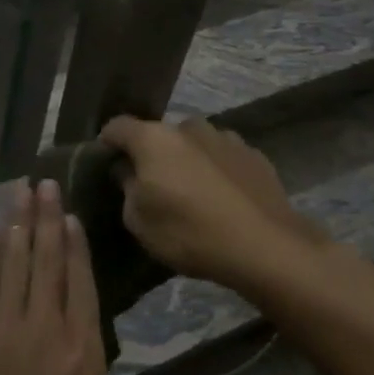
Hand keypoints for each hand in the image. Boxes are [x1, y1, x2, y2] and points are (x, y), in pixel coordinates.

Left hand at [0, 181, 112, 374]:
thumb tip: (85, 369)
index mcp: (84, 355)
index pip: (82, 284)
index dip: (77, 246)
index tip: (72, 216)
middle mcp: (46, 329)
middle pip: (47, 261)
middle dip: (48, 218)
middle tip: (46, 183)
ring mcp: (3, 329)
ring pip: (14, 263)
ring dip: (19, 224)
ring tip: (22, 192)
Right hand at [98, 117, 339, 293]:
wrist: (267, 247)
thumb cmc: (190, 233)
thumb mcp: (139, 222)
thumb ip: (127, 190)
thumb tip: (127, 172)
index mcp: (153, 138)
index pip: (117, 127)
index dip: (107, 144)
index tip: (106, 165)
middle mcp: (188, 127)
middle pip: (158, 135)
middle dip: (152, 155)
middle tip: (153, 187)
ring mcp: (225, 137)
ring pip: (193, 144)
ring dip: (187, 161)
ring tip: (192, 194)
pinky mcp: (254, 154)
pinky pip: (222, 157)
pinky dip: (216, 171)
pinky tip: (223, 199)